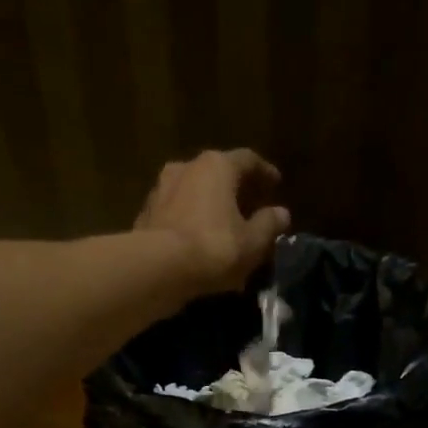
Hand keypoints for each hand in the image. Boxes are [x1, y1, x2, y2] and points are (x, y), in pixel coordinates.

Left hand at [136, 148, 290, 292]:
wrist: (158, 267)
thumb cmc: (214, 247)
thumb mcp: (252, 241)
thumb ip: (268, 224)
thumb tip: (281, 213)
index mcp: (217, 166)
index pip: (247, 160)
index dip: (264, 171)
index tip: (276, 183)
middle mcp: (187, 167)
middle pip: (217, 173)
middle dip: (234, 189)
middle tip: (249, 205)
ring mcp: (161, 189)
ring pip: (193, 193)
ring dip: (209, 205)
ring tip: (222, 225)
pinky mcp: (146, 214)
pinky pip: (176, 214)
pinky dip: (190, 222)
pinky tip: (198, 241)